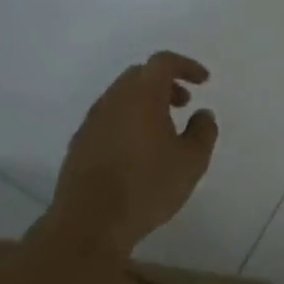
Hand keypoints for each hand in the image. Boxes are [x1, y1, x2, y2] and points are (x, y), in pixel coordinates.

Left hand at [47, 51, 218, 254]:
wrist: (90, 222)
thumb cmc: (147, 186)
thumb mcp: (192, 162)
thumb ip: (203, 132)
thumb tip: (202, 114)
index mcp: (141, 96)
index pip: (163, 62)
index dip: (186, 66)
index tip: (203, 81)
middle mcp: (113, 100)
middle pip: (139, 75)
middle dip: (165, 83)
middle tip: (184, 104)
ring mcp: (92, 121)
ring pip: (121, 97)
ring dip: (145, 102)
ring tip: (164, 130)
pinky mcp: (80, 143)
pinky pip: (108, 118)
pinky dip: (128, 120)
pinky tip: (138, 150)